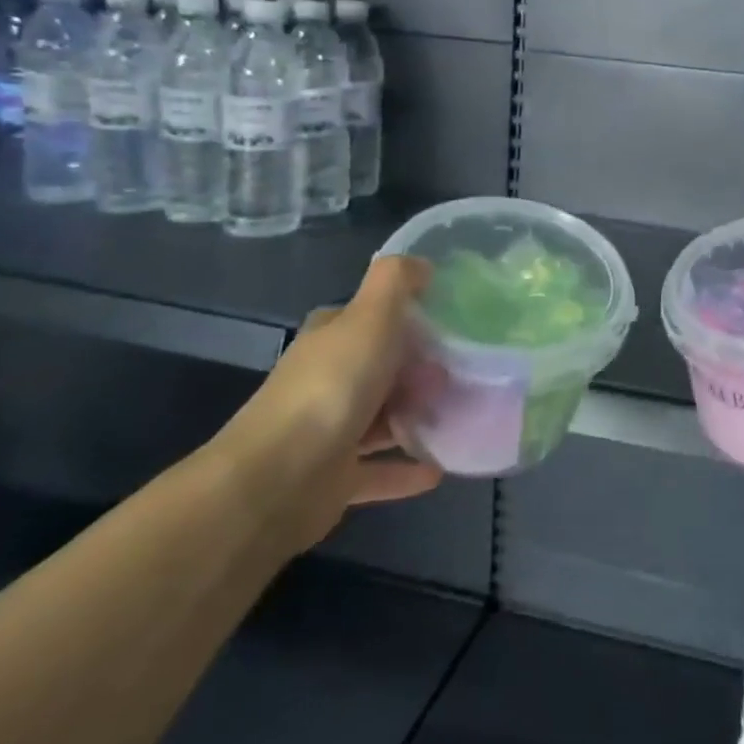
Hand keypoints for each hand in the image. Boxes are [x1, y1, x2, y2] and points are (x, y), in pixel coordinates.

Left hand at [216, 256, 442, 554]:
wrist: (278, 480)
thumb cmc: (332, 387)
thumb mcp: (371, 315)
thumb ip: (396, 281)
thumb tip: (422, 263)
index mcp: (331, 340)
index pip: (369, 318)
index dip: (407, 318)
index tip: (450, 324)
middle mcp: (326, 380)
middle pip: (381, 368)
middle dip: (420, 370)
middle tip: (464, 373)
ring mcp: (327, 432)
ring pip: (382, 418)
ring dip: (417, 417)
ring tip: (462, 415)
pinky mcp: (333, 480)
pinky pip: (379, 470)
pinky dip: (407, 469)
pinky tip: (440, 469)